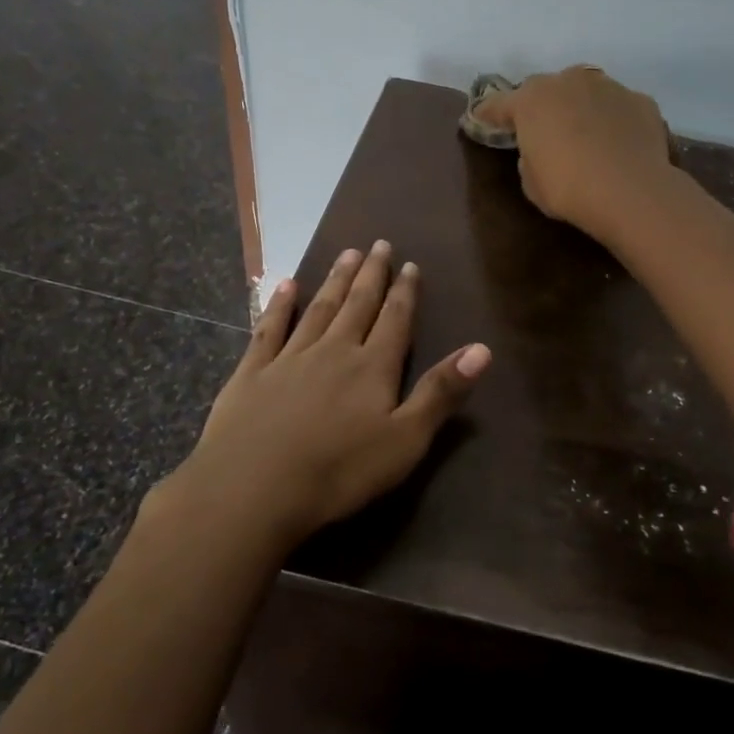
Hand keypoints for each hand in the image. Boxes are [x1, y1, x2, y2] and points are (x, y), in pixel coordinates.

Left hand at [155, 241, 490, 553]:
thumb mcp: (405, 441)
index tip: (410, 264)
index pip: (395, 320)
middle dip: (371, 275)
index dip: (404, 292)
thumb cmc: (338, 472)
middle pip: (357, 305)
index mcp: (372, 368)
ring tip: (346, 254)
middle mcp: (333, 351)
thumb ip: (441, 393)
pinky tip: (285, 285)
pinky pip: (269, 329)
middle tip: (378, 244)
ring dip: (334, 281)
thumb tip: (482, 349)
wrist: (253, 488)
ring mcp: (289, 358)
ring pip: (318, 309)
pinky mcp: (252, 373)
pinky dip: (279, 305)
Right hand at [471, 66, 672, 243]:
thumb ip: (529, 156)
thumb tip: (540, 149)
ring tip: (584, 134)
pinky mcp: (640, 100)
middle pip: (546, 89)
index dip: (488, 115)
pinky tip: (617, 143)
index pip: (499, 104)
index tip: (482, 121)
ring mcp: (608, 87)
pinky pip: (617, 107)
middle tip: (541, 130)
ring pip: (585, 91)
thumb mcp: (531, 182)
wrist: (631, 192)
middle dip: (540, 107)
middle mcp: (568, 81)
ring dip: (579, 108)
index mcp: (531, 100)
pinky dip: (613, 120)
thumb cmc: (568, 189)